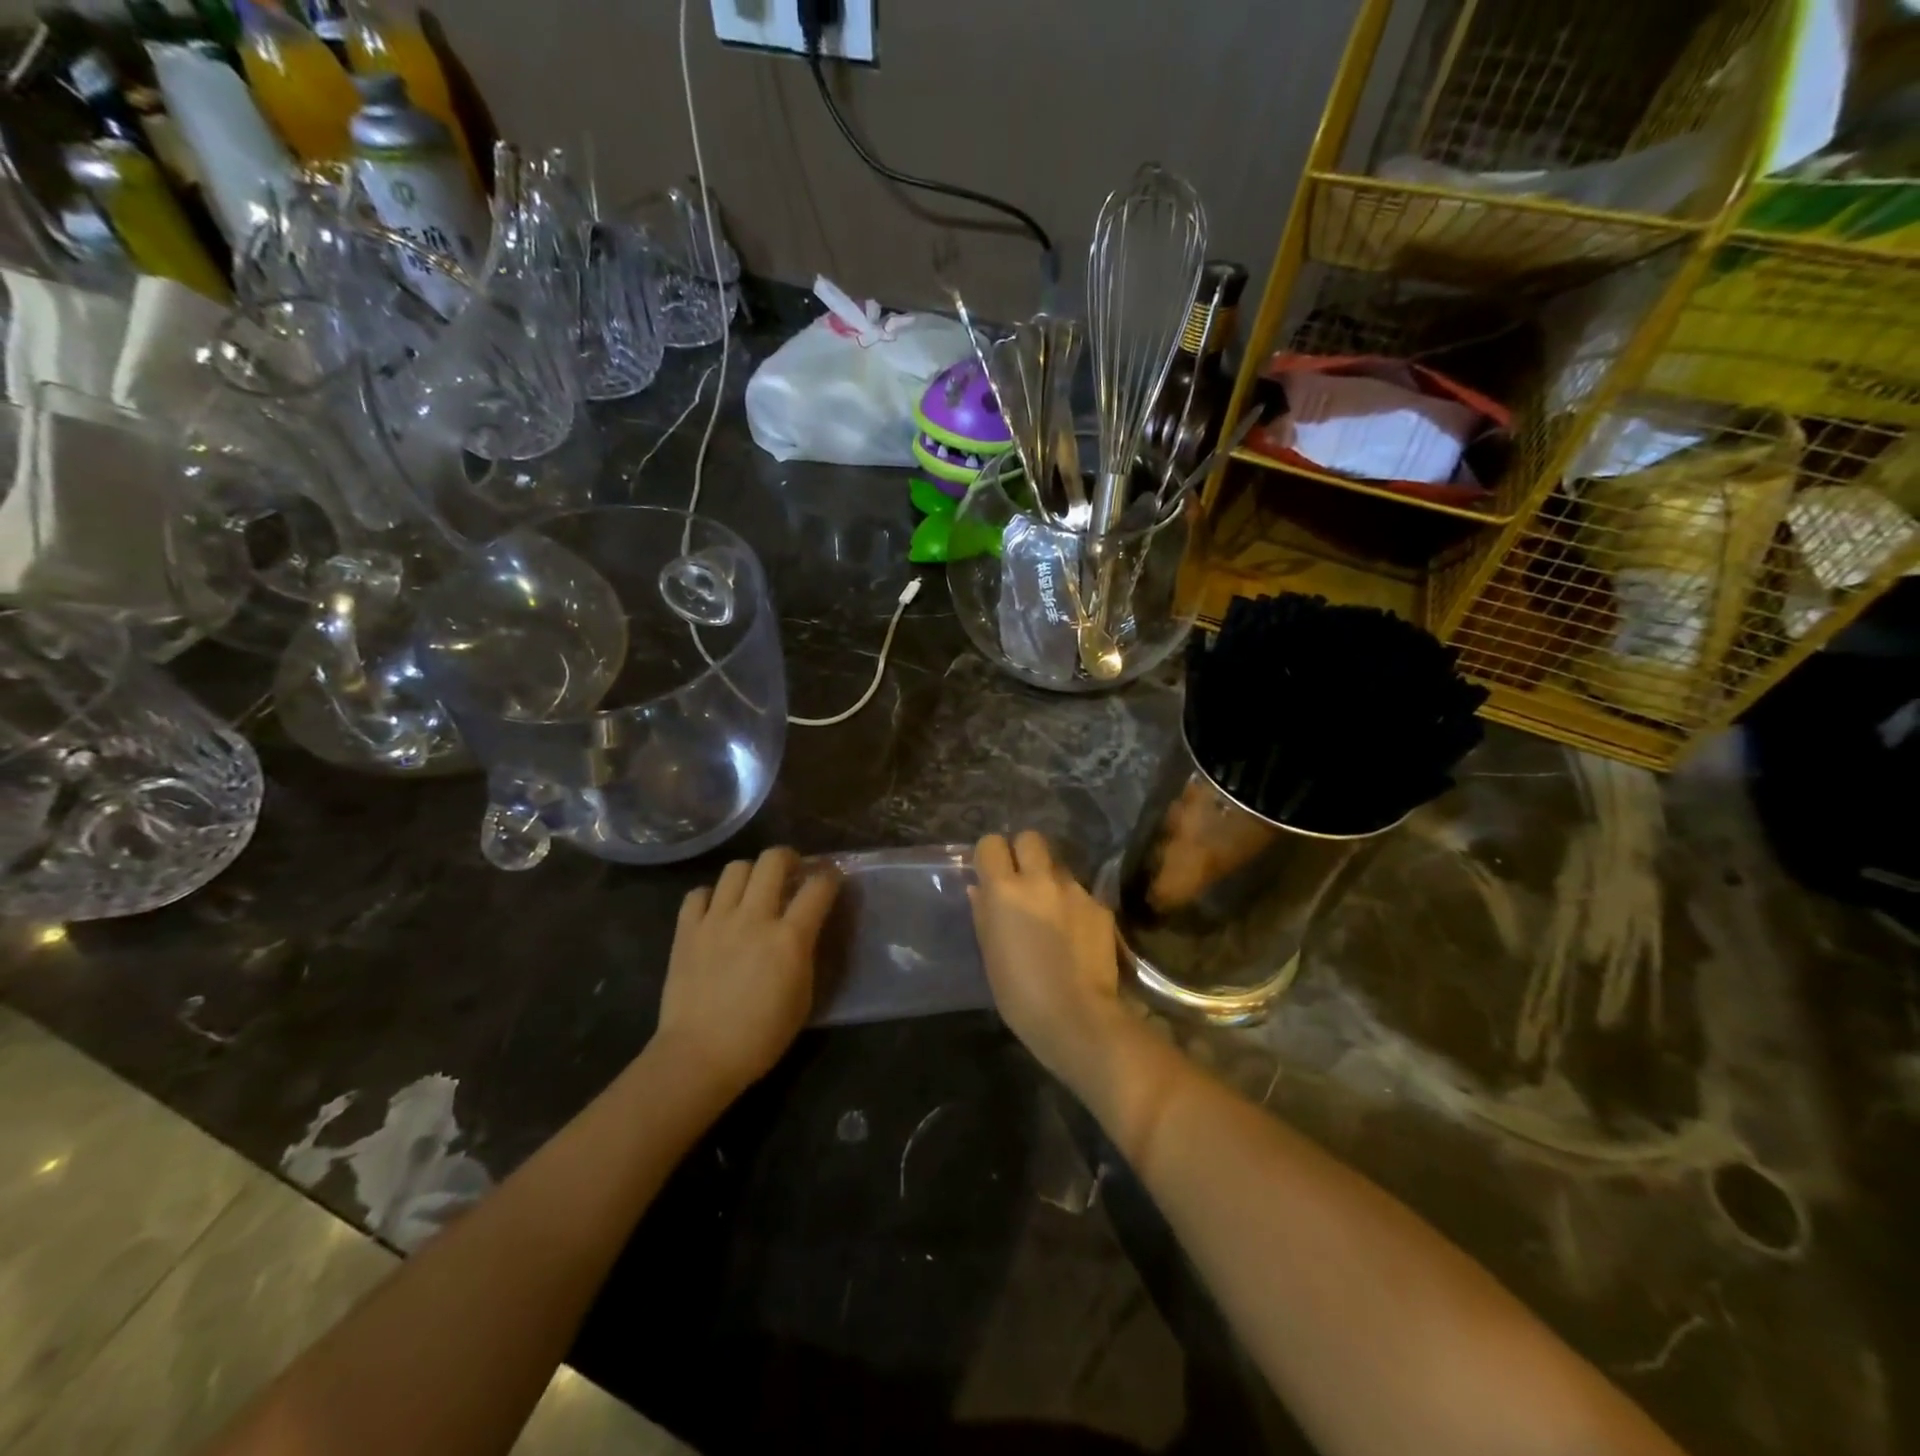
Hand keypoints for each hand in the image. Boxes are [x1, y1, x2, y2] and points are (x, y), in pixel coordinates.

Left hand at [656, 847, 839, 1096]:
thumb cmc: (761, 1036)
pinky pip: (698, 893)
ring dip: (750, 874)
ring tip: (752, 891)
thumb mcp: (803, 997)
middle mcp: (754, 917)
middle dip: (788, 858)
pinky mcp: (686, 930)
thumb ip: (806, 954)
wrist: (699, 1057)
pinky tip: (716, 912)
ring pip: (736, 868)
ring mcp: (716, 920)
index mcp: (789, 937)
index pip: (818, 887)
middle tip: (792, 872)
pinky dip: (711, 896)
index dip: (830, 877)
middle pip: (773, 860)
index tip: (831, 880)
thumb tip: (806, 931)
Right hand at [969, 832, 1129, 1093]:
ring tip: (1052, 911)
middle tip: (1022, 882)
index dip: (990, 856)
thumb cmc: (1020, 994)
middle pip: (1030, 838)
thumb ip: (984, 913)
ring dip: (1051, 880)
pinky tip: (1076, 934)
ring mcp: (1075, 890)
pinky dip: (1075, 905)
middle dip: (1024, 852)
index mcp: (1005, 890)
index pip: (991, 843)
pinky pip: (1082, 892)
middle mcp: (1040, 879)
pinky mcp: (1100, 905)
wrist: (1079, 1018)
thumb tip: (980, 888)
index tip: (991, 874)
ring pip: (1059, 866)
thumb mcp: (990, 954)